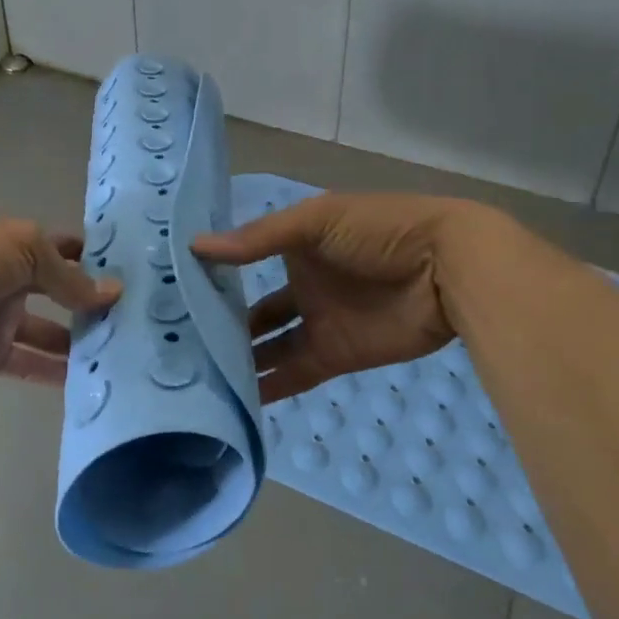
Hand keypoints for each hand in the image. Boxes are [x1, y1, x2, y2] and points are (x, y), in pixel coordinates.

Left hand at [0, 220, 120, 383]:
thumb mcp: (27, 252)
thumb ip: (70, 278)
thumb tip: (114, 292)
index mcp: (23, 246)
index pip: (68, 251)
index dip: (97, 260)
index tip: (136, 275)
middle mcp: (16, 281)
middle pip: (62, 294)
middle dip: (93, 304)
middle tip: (139, 321)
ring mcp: (3, 319)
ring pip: (51, 333)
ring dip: (81, 342)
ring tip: (124, 355)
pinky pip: (30, 365)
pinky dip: (56, 374)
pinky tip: (91, 382)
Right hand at [192, 193, 474, 401]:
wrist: (447, 270)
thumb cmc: (378, 231)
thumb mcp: (315, 222)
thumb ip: (258, 239)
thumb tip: (195, 247)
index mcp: (296, 245)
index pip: (244, 261)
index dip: (214, 275)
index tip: (171, 291)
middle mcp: (301, 284)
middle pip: (253, 309)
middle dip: (221, 323)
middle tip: (175, 342)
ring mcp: (319, 322)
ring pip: (269, 346)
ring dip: (240, 358)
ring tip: (195, 374)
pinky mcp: (336, 355)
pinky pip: (294, 373)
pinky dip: (269, 387)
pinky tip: (235, 397)